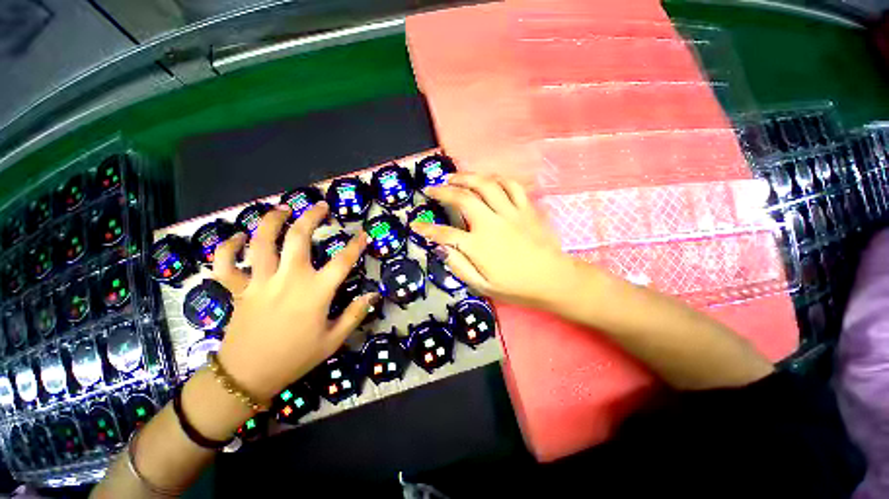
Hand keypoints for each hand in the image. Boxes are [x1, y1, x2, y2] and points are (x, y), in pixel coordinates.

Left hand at [211, 202, 377, 401]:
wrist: (249, 376)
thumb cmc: (296, 357)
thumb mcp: (334, 339)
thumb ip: (356, 314)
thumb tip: (374, 295)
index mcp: (316, 291)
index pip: (343, 261)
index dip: (356, 245)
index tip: (364, 234)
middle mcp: (289, 278)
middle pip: (299, 238)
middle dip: (311, 217)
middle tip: (320, 205)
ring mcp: (261, 281)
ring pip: (262, 241)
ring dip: (272, 220)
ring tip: (282, 208)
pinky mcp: (239, 289)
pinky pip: (227, 263)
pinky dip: (228, 247)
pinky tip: (239, 237)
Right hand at [410, 173, 576, 307]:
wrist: (553, 280)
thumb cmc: (516, 287)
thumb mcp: (483, 286)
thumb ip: (460, 267)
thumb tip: (441, 249)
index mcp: (479, 246)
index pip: (444, 234)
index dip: (426, 229)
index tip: (415, 225)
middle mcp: (492, 224)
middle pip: (463, 198)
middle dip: (443, 191)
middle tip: (431, 188)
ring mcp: (511, 213)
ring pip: (486, 185)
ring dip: (466, 177)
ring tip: (453, 177)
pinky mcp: (526, 209)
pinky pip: (511, 185)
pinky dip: (497, 179)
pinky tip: (487, 179)